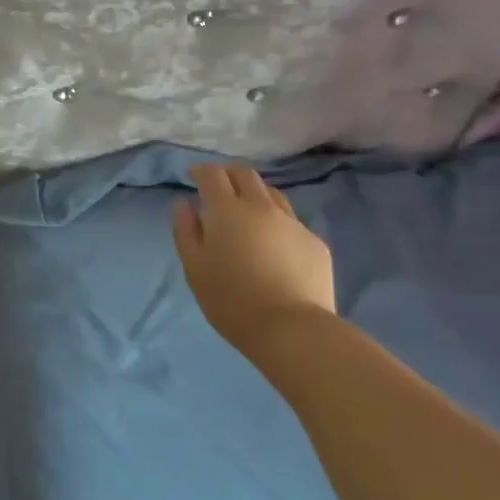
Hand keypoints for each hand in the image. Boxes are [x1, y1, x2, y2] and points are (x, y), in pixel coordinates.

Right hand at [172, 164, 336, 355]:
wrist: (291, 328)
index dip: (201, 171)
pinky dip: (276, 223)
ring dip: (255, 194)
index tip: (192, 176)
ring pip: (272, 195)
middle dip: (228, 174)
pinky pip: (292, 222)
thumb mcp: (194, 267)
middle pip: (245, 175)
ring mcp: (293, 223)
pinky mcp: (315, 243)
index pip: (213, 175)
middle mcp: (262, 207)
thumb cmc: (231, 300)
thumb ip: (185, 230)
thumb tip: (184, 203)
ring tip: (247, 212)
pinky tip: (273, 245)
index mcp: (228, 210)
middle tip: (218, 187)